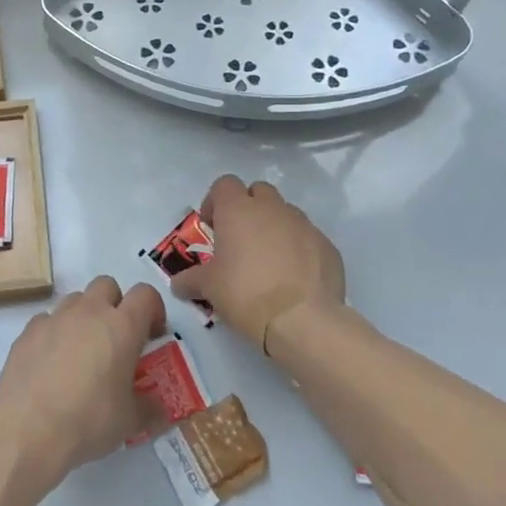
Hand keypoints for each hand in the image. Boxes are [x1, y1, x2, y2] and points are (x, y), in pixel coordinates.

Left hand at [0, 277, 163, 478]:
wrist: (29, 429)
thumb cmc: (90, 420)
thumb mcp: (130, 421)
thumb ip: (149, 408)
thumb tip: (158, 408)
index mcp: (122, 326)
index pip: (145, 294)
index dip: (153, 309)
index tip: (152, 335)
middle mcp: (88, 312)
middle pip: (107, 285)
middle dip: (115, 305)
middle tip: (116, 339)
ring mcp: (54, 318)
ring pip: (75, 300)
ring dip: (84, 317)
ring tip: (82, 352)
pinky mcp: (27, 332)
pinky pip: (46, 320)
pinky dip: (54, 333)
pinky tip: (52, 363)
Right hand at [172, 175, 344, 352]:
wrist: (303, 321)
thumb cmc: (246, 294)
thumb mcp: (208, 288)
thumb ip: (190, 280)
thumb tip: (178, 285)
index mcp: (238, 210)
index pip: (224, 184)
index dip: (215, 202)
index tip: (213, 228)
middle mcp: (272, 208)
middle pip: (258, 191)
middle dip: (248, 208)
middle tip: (239, 240)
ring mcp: (304, 224)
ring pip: (285, 213)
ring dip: (274, 227)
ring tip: (268, 261)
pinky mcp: (327, 246)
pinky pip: (307, 238)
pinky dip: (298, 248)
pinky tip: (293, 278)